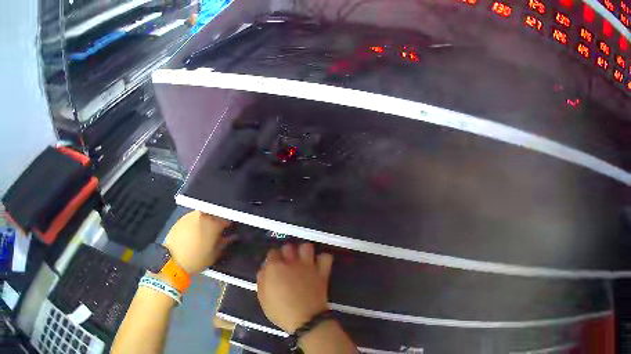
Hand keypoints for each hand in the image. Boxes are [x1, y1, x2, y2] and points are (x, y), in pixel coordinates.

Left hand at [163, 210, 231, 274]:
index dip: (230, 225)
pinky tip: (196, 232)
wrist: (173, 259)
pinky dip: (197, 222)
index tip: (231, 231)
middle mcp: (202, 215)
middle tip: (219, 232)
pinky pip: (193, 217)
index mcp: (213, 223)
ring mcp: (191, 215)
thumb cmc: (197, 259)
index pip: (226, 219)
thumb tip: (232, 237)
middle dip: (218, 221)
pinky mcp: (181, 218)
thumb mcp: (214, 254)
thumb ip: (225, 243)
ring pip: (203, 215)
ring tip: (207, 232)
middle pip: (214, 214)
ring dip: (207, 221)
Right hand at [256, 243, 333, 332]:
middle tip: (287, 263)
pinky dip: (322, 259)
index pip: (272, 252)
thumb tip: (265, 269)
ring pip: (306, 246)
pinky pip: (326, 257)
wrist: (306, 319)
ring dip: (304, 252)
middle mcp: (291, 262)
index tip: (273, 267)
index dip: (272, 259)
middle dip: (287, 253)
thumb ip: (262, 279)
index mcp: (274, 267)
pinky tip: (318, 265)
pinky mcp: (322, 272)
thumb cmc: (280, 311)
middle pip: (288, 247)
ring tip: (303, 261)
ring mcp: (308, 266)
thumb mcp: (263, 298)